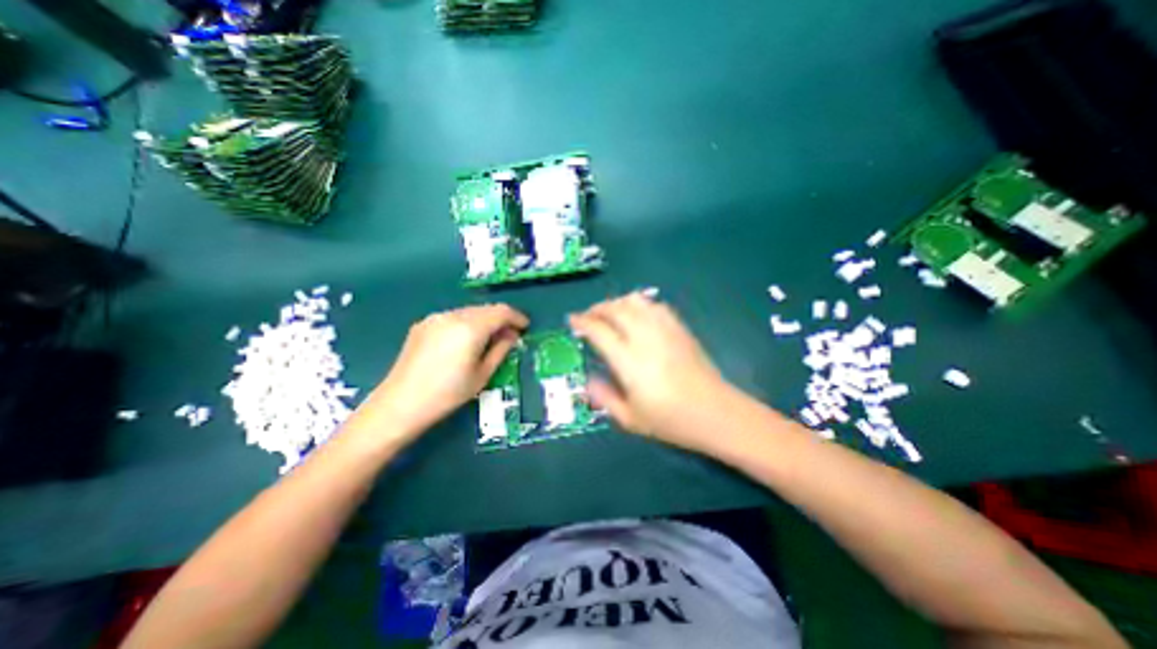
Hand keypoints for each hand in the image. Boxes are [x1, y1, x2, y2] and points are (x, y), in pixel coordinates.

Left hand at [361, 305, 526, 440]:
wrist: (400, 404)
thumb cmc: (448, 394)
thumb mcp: (482, 375)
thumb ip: (501, 349)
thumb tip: (512, 334)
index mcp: (470, 327)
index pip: (501, 312)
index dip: (516, 317)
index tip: (525, 327)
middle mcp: (453, 315)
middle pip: (485, 309)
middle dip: (500, 319)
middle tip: (509, 335)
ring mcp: (435, 318)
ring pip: (469, 312)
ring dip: (483, 321)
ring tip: (488, 339)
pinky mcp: (423, 324)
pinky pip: (453, 317)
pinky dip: (466, 324)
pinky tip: (464, 341)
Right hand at [568, 291, 730, 447]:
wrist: (716, 413)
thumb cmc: (671, 421)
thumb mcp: (630, 419)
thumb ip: (604, 397)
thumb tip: (588, 381)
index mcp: (629, 361)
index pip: (599, 331)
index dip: (582, 322)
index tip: (572, 320)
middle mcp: (645, 338)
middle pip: (616, 309)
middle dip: (597, 308)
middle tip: (588, 316)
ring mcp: (665, 330)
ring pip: (635, 301)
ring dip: (617, 303)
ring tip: (609, 313)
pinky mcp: (680, 328)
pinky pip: (655, 306)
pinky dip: (639, 304)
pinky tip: (636, 315)